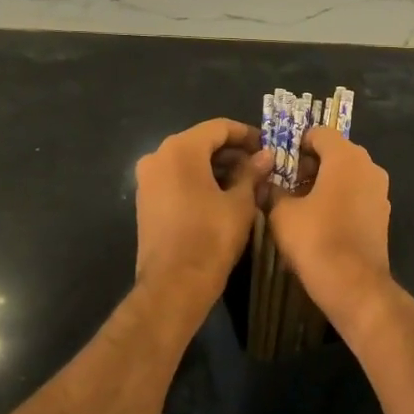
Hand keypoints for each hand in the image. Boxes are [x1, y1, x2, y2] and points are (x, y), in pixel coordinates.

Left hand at [133, 118, 271, 320]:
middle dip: (232, 153)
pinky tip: (221, 196)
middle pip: (201, 142)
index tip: (268, 147)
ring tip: (246, 183)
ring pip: (187, 161)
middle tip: (260, 167)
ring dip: (216, 167)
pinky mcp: (146, 201)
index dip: (246, 134)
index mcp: (181, 149)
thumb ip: (252, 173)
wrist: (173, 285)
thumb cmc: (211, 237)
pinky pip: (176, 179)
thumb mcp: (240, 203)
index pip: (219, 127)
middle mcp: (158, 156)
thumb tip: (266, 156)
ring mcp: (148, 179)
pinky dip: (198, 181)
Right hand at [267, 128, 393, 328]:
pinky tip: (319, 221)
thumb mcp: (282, 213)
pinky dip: (338, 198)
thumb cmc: (316, 240)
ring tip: (299, 204)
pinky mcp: (382, 214)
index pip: (319, 133)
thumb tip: (266, 183)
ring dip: (323, 182)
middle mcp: (368, 166)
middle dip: (309, 164)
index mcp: (346, 156)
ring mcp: (380, 191)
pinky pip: (356, 193)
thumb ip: (273, 190)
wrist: (354, 286)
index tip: (279, 164)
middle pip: (335, 152)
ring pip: (346, 174)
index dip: (295, 144)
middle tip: (285, 184)